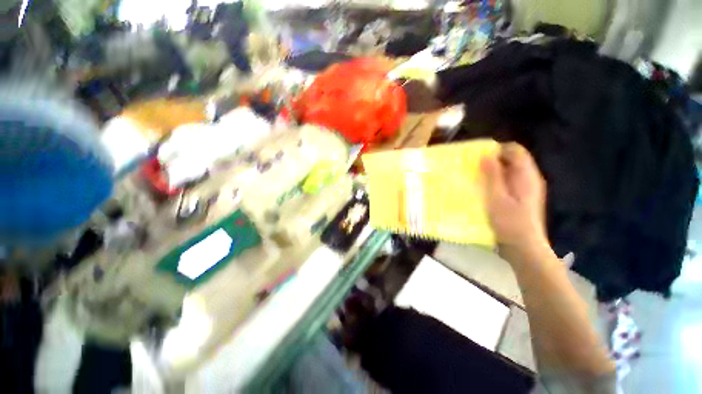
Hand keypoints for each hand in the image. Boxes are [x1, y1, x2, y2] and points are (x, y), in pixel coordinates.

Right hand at [481, 143, 550, 265]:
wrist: (523, 247)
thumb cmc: (510, 222)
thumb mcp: (497, 197)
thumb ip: (493, 176)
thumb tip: (486, 155)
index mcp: (526, 176)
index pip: (515, 151)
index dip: (497, 149)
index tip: (478, 155)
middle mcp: (529, 179)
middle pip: (512, 160)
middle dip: (493, 160)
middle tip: (473, 167)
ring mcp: (526, 189)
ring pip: (509, 172)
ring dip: (492, 171)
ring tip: (475, 177)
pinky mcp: (520, 198)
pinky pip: (507, 182)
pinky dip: (495, 181)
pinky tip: (484, 190)